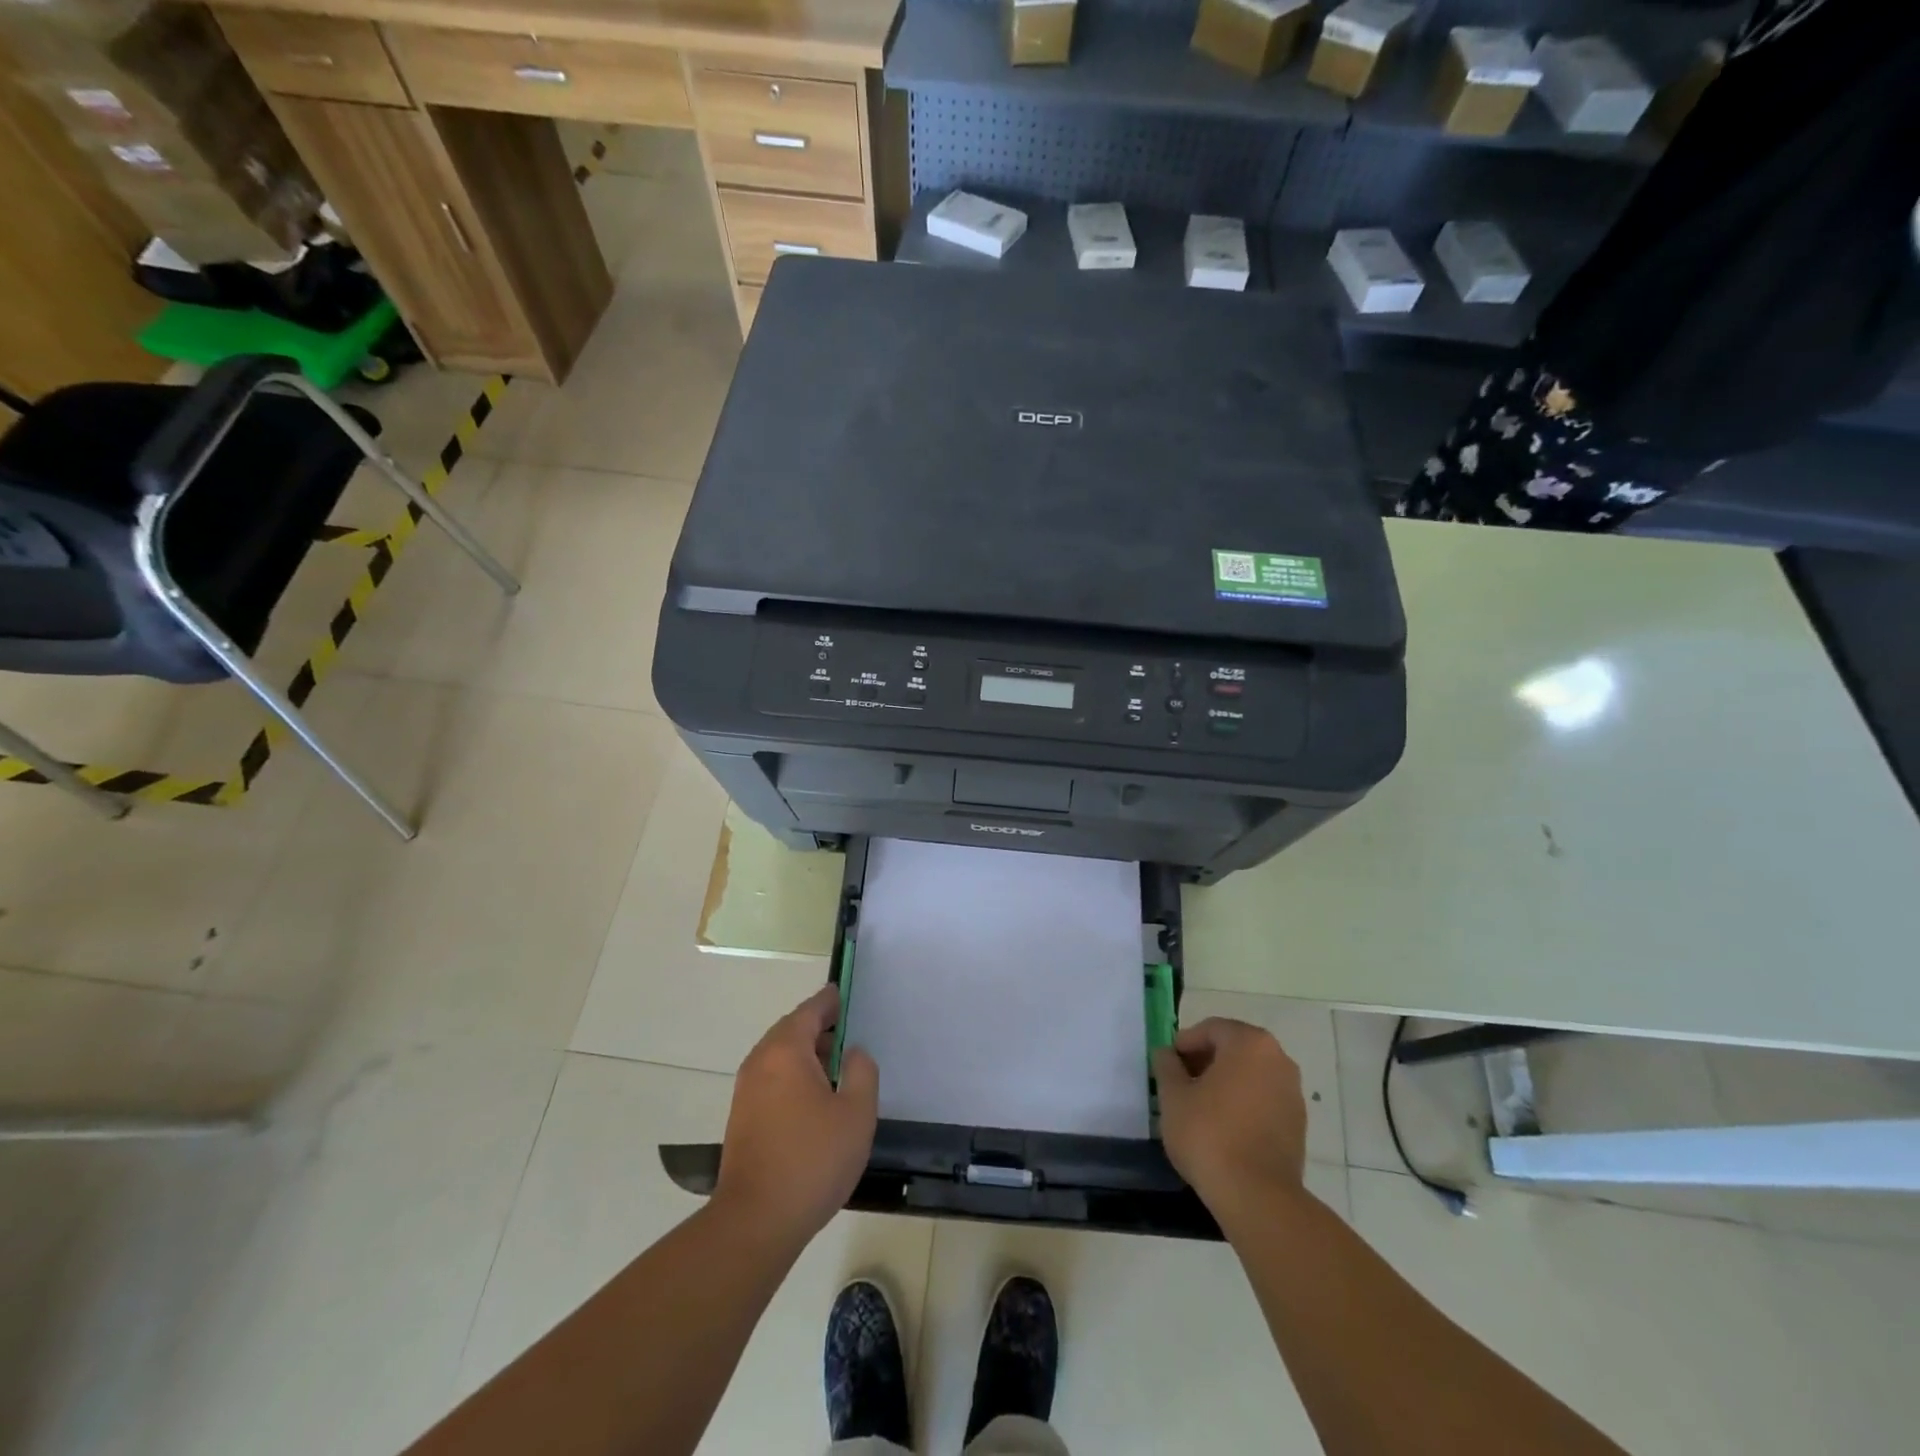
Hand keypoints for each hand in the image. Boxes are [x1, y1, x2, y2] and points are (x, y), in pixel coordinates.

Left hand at [714, 984, 878, 1247]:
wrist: (755, 1222)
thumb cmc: (812, 1160)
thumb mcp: (856, 1113)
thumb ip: (861, 1071)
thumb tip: (852, 1052)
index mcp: (786, 1050)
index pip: (810, 1010)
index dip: (831, 1001)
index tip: (847, 994)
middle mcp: (760, 1061)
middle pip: (792, 1029)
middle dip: (819, 1026)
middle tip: (849, 1031)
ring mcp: (747, 1090)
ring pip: (780, 1055)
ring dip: (807, 1053)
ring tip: (838, 1066)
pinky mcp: (743, 1117)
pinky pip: (772, 1077)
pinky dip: (794, 1074)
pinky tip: (816, 1097)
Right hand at [1153, 1018, 1307, 1222]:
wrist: (1258, 1197)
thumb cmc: (1210, 1134)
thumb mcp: (1173, 1096)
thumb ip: (1167, 1066)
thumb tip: (1167, 1054)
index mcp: (1249, 1043)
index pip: (1211, 1029)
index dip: (1185, 1044)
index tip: (1168, 1066)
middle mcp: (1278, 1059)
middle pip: (1234, 1049)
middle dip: (1206, 1062)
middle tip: (1181, 1084)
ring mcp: (1293, 1092)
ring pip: (1250, 1075)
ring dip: (1225, 1083)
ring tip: (1200, 1108)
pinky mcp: (1298, 1124)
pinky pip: (1264, 1100)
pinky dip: (1244, 1104)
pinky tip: (1224, 1128)